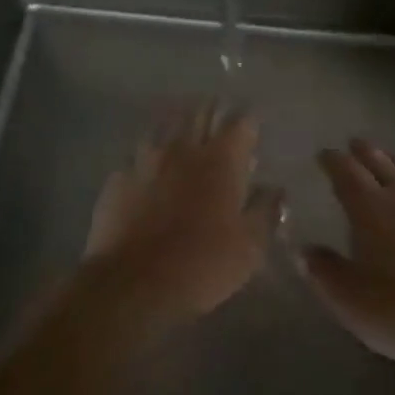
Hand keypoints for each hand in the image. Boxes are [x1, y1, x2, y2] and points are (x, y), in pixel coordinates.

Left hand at [83, 103, 279, 329]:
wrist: (132, 284)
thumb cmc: (202, 264)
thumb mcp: (250, 247)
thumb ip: (265, 211)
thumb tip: (275, 189)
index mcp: (221, 160)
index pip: (240, 123)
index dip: (248, 123)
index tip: (252, 129)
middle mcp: (184, 148)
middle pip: (200, 113)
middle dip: (213, 111)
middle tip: (219, 117)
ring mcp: (146, 159)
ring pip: (165, 126)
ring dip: (179, 124)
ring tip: (185, 130)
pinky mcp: (119, 177)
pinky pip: (138, 154)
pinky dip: (149, 154)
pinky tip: (149, 165)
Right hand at [301, 139, 394, 373]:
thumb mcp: (348, 298)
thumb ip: (323, 270)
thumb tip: (303, 250)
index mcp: (370, 208)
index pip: (347, 173)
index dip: (333, 161)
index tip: (324, 154)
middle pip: (382, 164)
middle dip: (365, 152)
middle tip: (354, 144)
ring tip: (390, 160)